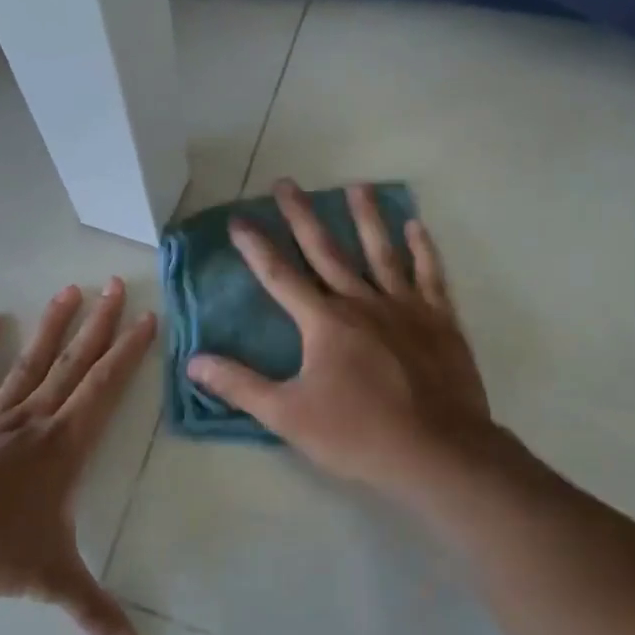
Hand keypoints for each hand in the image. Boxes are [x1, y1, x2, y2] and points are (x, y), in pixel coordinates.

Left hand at [0, 278, 155, 634]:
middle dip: (99, 324)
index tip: (146, 317)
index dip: (129, 352)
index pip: (107, 388)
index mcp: (65, 445)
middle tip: (115, 283)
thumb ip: (93, 612)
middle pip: (75, 362)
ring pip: (33, 362)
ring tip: (70, 290)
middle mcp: (35, 420)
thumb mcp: (50, 579)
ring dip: (53, 326)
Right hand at [186, 181, 494, 503]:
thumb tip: (194, 362)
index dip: (256, 247)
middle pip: (326, 251)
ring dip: (366, 218)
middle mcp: (362, 303)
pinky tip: (416, 225)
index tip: (239, 219)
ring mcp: (405, 308)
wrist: (437, 452)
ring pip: (381, 252)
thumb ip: (240, 385)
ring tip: (356, 186)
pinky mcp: (440, 321)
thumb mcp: (288, 416)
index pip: (280, 276)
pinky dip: (423, 249)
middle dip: (302, 216)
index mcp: (324, 322)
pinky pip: (430, 275)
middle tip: (286, 183)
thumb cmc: (358, 434)